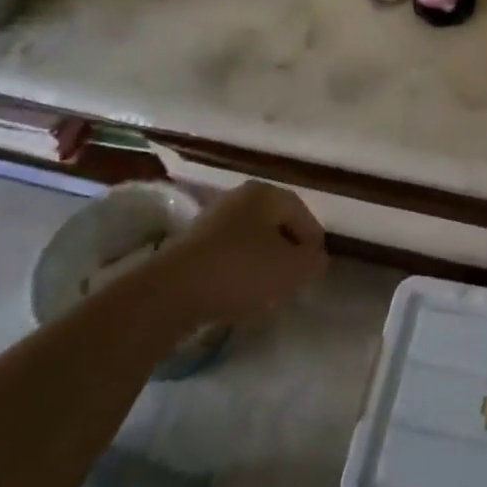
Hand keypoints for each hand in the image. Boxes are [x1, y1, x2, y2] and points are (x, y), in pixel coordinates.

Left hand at [174, 180, 328, 322]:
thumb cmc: (240, 271)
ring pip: (251, 239)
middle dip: (287, 251)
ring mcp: (211, 220)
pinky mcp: (191, 245)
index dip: (314, 242)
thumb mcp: (292, 269)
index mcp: (266, 193)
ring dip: (263, 262)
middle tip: (294, 278)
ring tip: (267, 290)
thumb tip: (315, 258)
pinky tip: (238, 293)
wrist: (170, 293)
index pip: (303, 214)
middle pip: (275, 224)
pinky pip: (228, 254)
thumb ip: (313, 261)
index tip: (315, 269)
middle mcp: (238, 198)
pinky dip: (238, 270)